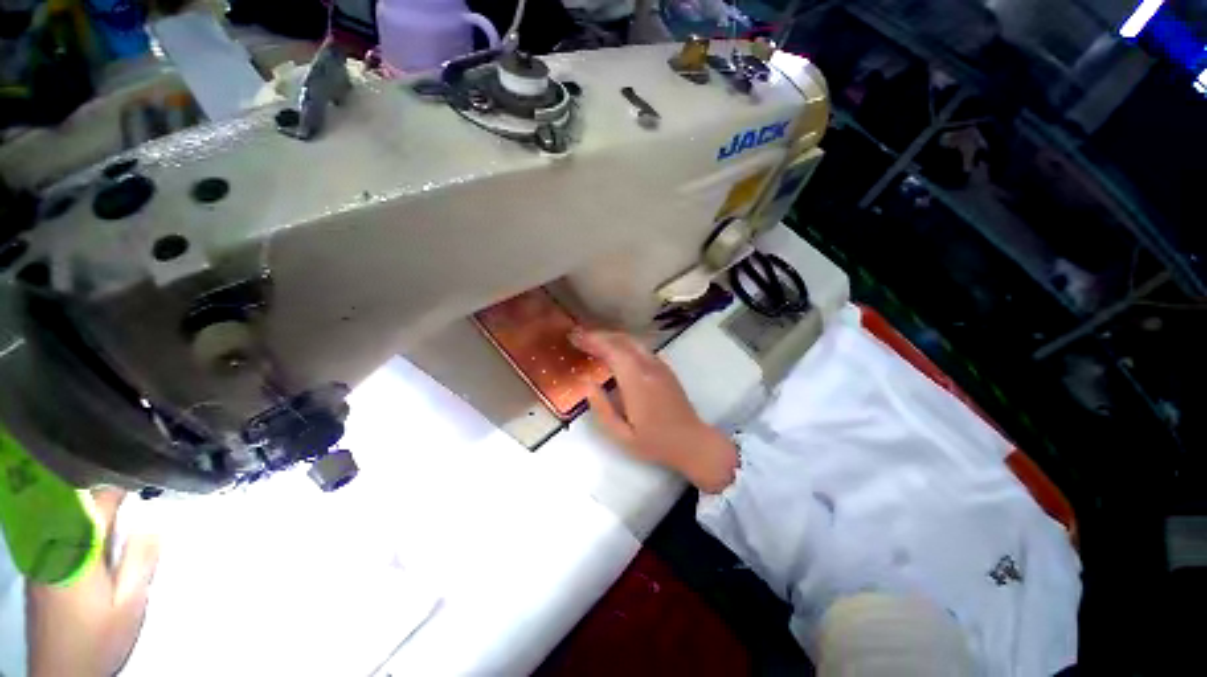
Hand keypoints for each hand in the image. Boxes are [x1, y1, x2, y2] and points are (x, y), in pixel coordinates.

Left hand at [26, 489, 158, 676]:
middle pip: (75, 507)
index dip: (119, 493)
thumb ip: (139, 560)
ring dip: (84, 515)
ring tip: (107, 529)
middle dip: (100, 503)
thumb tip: (152, 526)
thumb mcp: (129, 603)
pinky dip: (70, 531)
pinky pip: (51, 536)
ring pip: (61, 520)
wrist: (60, 672)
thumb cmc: (100, 637)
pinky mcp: (35, 570)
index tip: (139, 494)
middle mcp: (53, 545)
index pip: (97, 502)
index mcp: (78, 548)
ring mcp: (39, 559)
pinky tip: (84, 550)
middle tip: (125, 512)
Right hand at [570, 329, 737, 492]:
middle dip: (599, 335)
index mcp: (637, 381)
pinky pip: (640, 347)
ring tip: (592, 340)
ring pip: (632, 341)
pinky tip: (614, 350)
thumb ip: (601, 408)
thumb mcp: (621, 435)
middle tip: (579, 336)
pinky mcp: (664, 368)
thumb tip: (588, 383)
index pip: (612, 350)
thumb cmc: (655, 442)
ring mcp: (659, 365)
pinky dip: (623, 343)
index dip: (592, 340)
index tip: (574, 337)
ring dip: (611, 337)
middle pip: (621, 340)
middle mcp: (649, 367)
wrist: (692, 442)